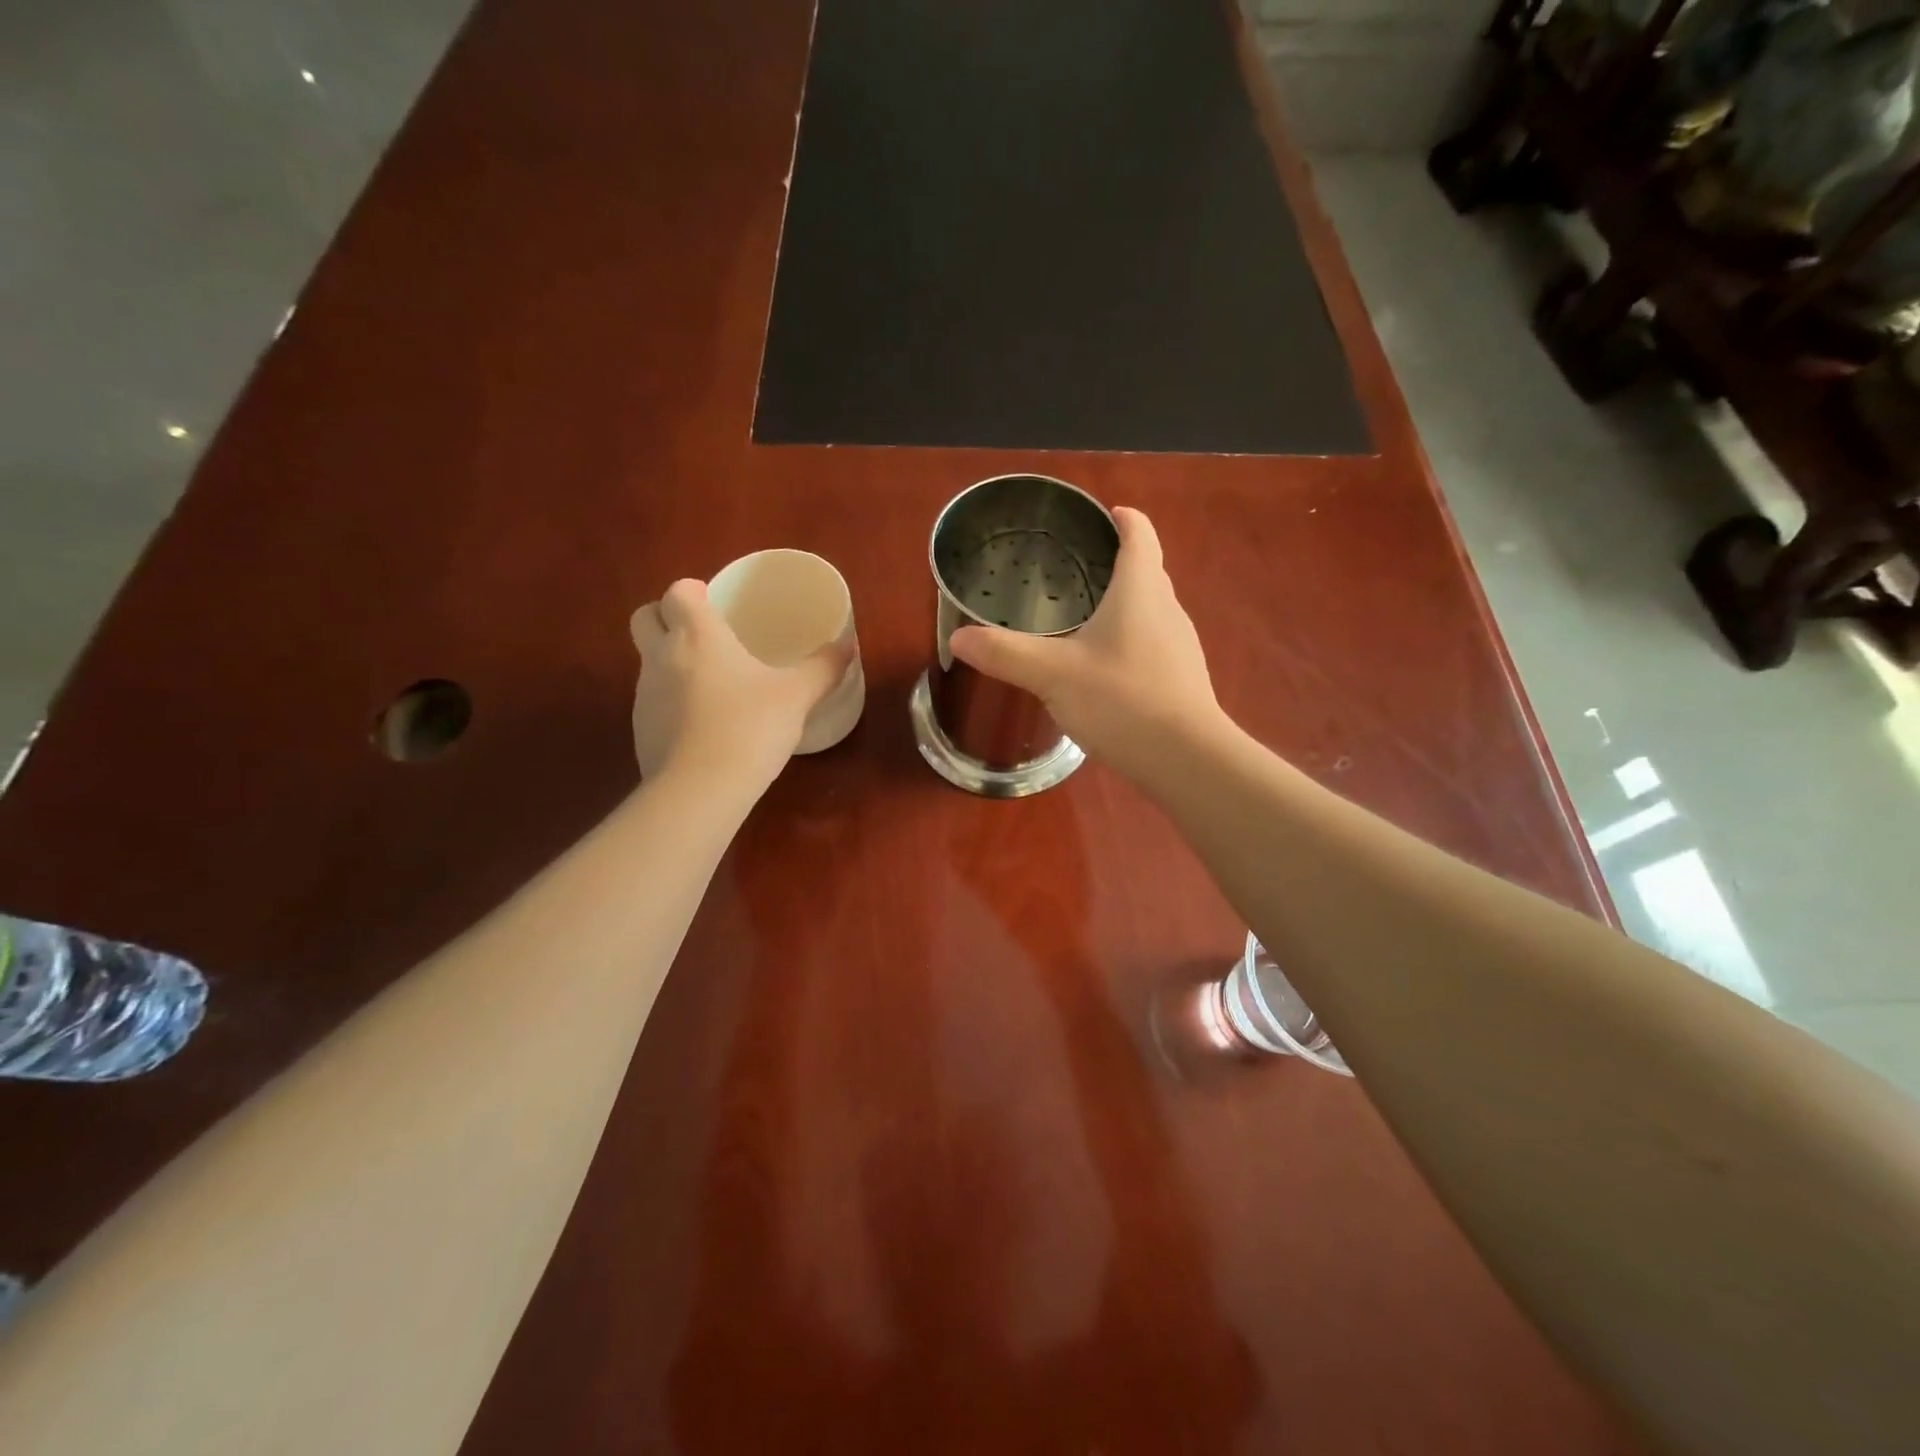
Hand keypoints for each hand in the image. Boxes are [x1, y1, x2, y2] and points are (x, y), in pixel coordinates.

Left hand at [630, 580, 851, 788]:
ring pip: (648, 661)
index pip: (676, 592)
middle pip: (645, 617)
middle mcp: (662, 656)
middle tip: (704, 633)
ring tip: (712, 684)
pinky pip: (653, 702)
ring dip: (670, 662)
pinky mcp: (641, 730)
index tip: (714, 602)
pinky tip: (704, 726)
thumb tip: (848, 645)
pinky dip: (672, 703)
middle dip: (666, 617)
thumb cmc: (750, 727)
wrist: (700, 790)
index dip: (692, 592)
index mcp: (697, 635)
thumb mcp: (797, 696)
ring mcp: (645, 694)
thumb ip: (823, 667)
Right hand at [949, 507, 1221, 781]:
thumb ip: (1005, 654)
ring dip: (1123, 606)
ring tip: (1084, 616)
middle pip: (1147, 572)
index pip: (1140, 536)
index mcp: (1141, 591)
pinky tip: (1102, 669)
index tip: (1105, 514)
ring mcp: (1179, 648)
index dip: (1124, 519)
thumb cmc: (1122, 700)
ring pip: (1150, 611)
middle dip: (1117, 563)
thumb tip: (957, 638)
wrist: (1186, 760)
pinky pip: (1152, 645)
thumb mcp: (1053, 674)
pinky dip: (1128, 642)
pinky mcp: (1181, 680)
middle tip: (1075, 569)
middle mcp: (1167, 610)